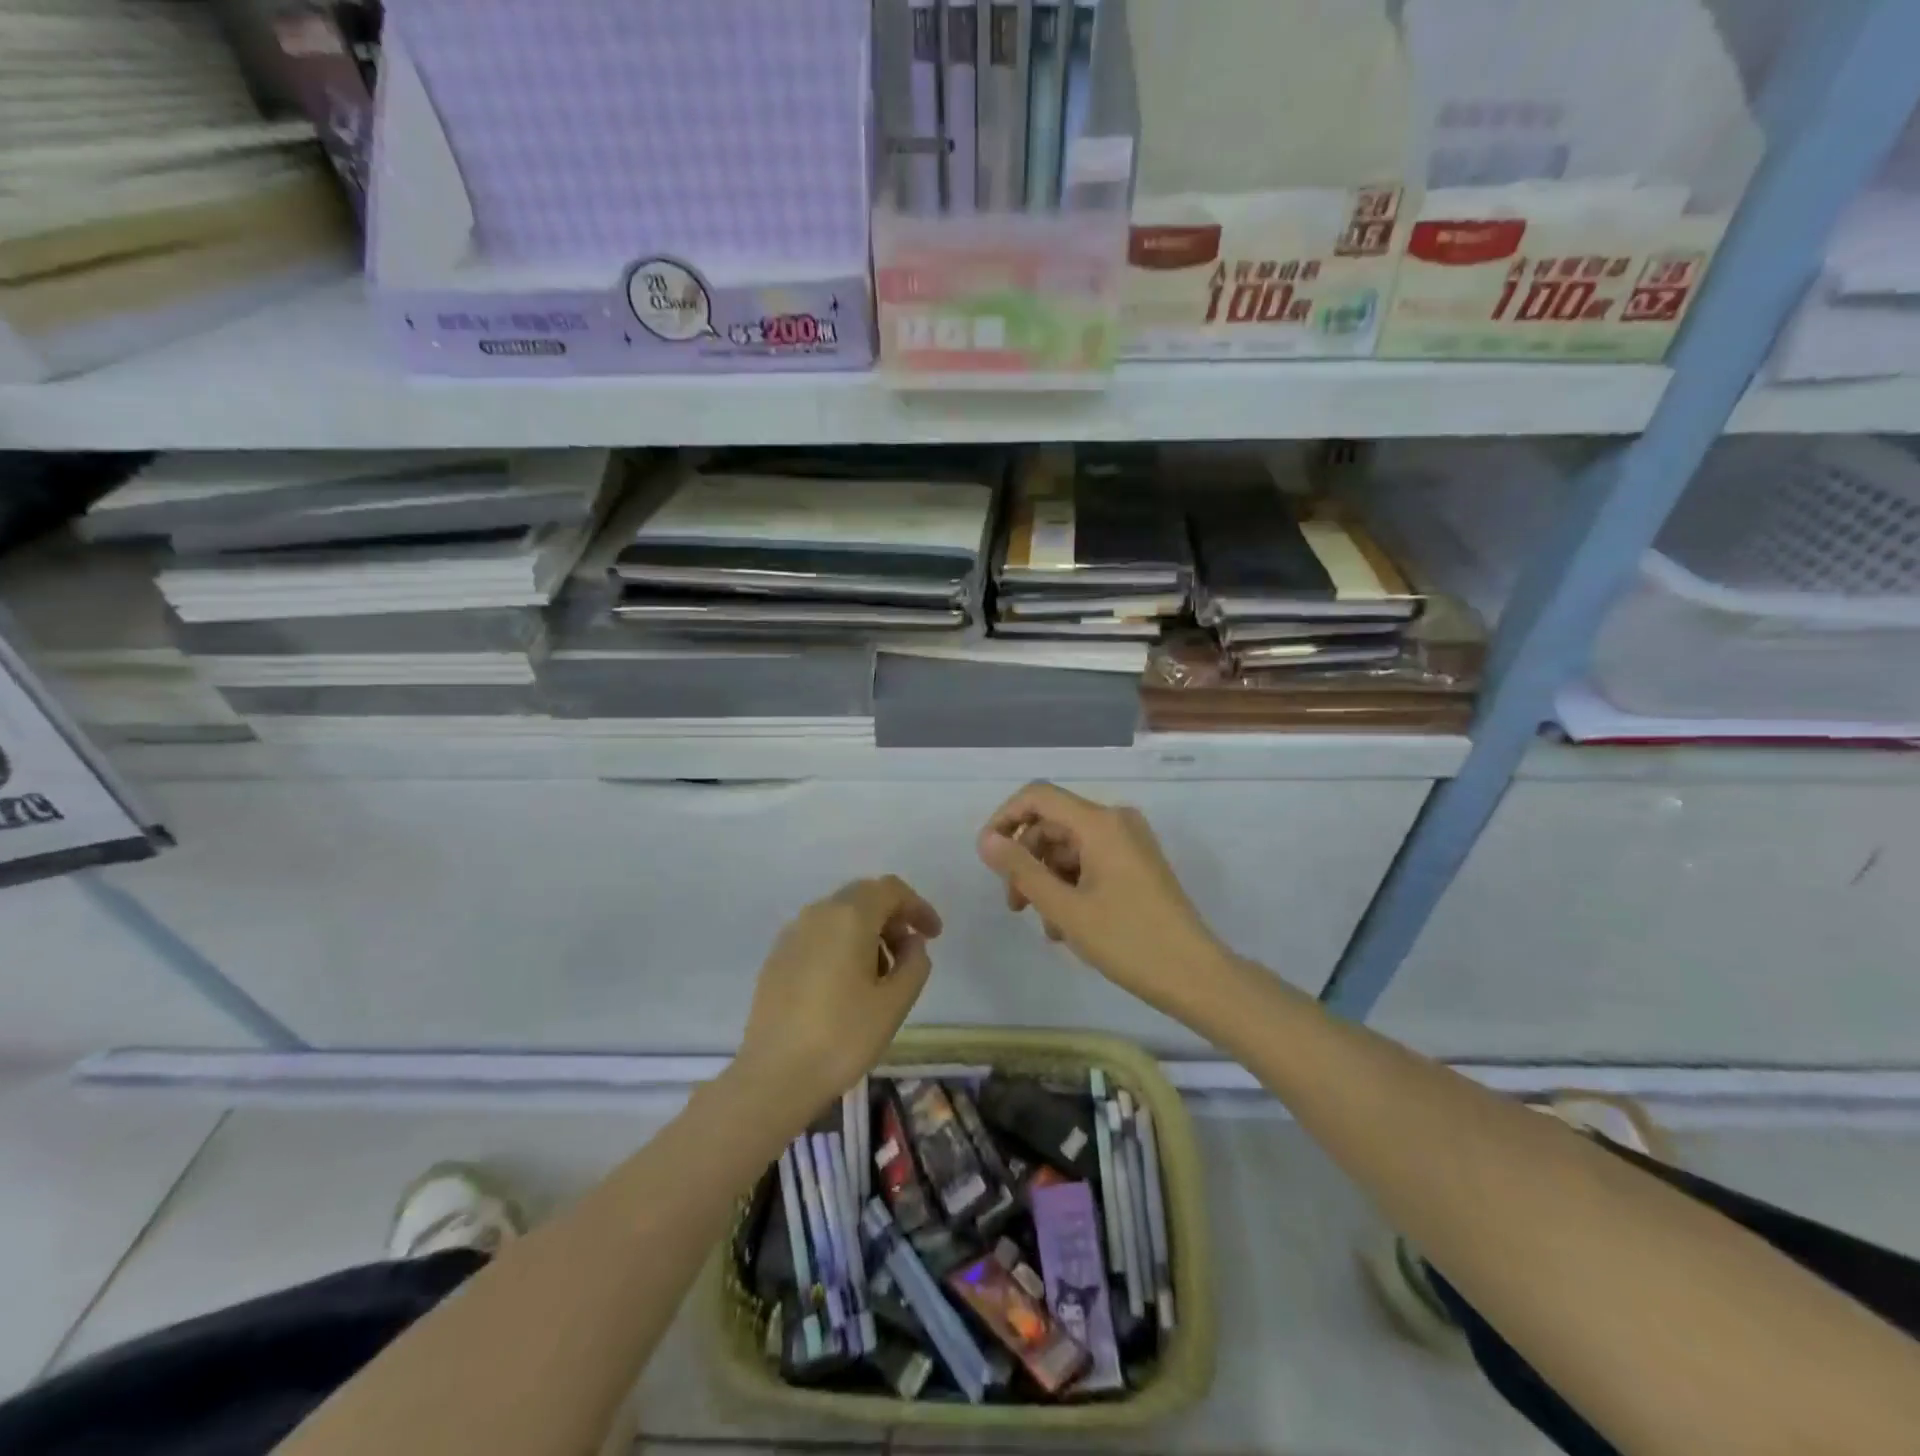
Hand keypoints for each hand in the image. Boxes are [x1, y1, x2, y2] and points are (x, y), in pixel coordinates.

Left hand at [734, 876, 941, 1121]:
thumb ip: (914, 963)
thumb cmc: (843, 1036)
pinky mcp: (776, 957)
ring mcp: (792, 934)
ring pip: (839, 916)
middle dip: (892, 917)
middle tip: (909, 952)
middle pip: (863, 896)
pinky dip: (841, 944)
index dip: (917, 906)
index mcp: (849, 916)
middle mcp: (818, 913)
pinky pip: (818, 935)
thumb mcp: (895, 1003)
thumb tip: (911, 943)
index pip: (890, 890)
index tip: (934, 936)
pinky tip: (846, 984)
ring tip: (880, 975)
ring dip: (867, 932)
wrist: (774, 1076)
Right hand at [977, 783, 1231, 1021]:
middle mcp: (1116, 821)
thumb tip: (986, 840)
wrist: (1194, 975)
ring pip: (1069, 847)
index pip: (1038, 796)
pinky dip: (1071, 885)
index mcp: (1100, 823)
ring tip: (1048, 927)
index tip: (988, 857)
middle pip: (1053, 824)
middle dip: (1027, 860)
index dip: (1005, 819)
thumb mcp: (1064, 908)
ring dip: (1048, 880)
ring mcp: (1130, 841)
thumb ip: (1021, 870)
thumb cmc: (1127, 940)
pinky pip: (1090, 860)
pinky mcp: (1137, 862)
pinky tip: (1067, 925)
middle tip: (1015, 906)